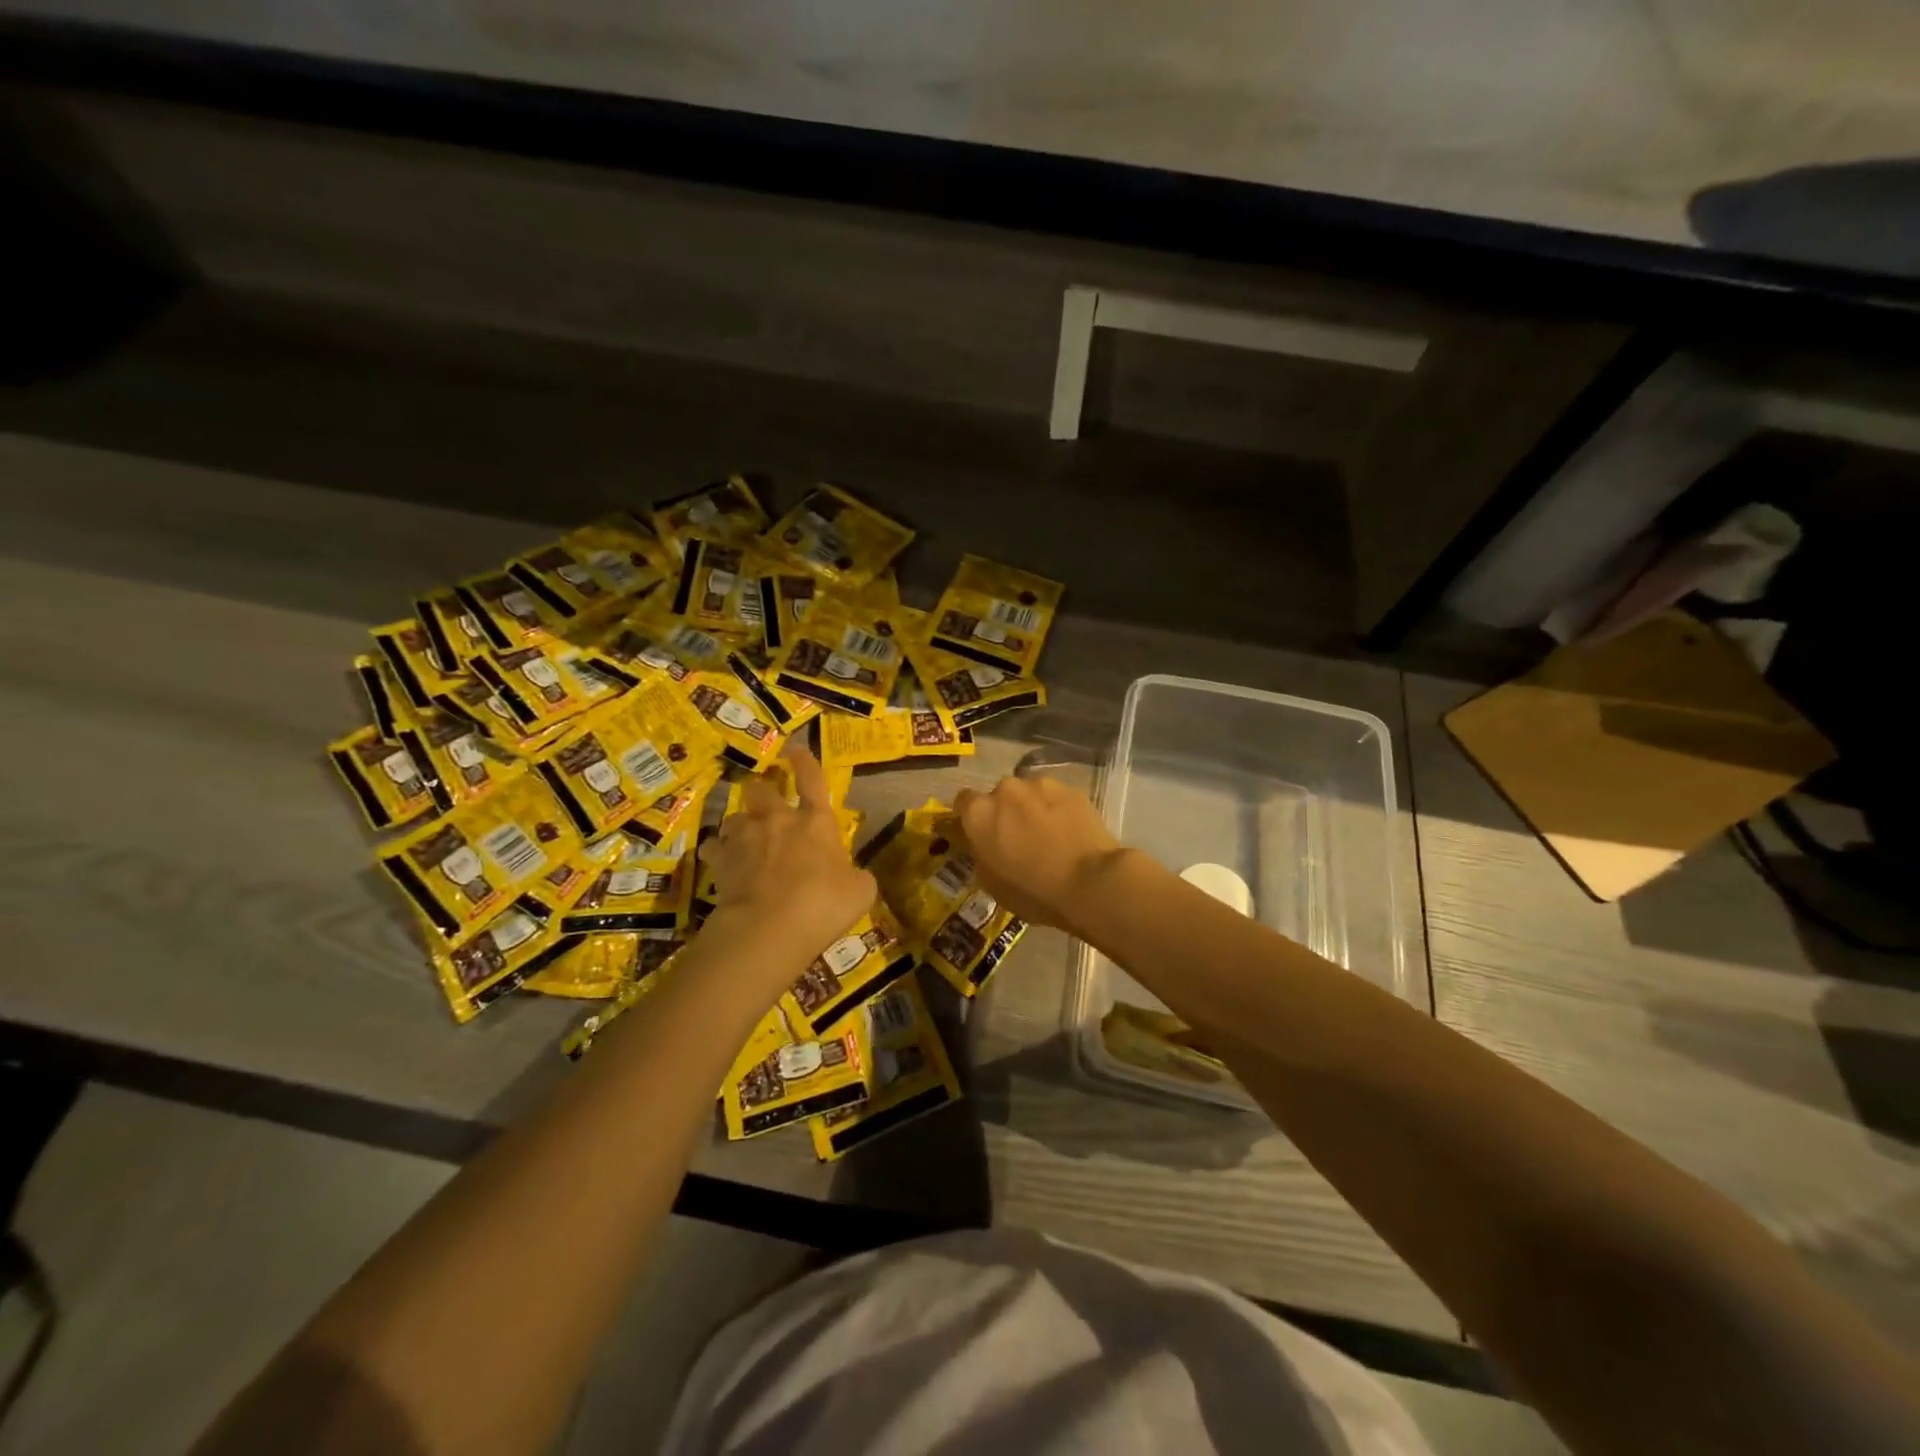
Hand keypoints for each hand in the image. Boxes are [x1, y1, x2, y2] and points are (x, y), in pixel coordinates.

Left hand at [700, 746, 875, 969]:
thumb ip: (856, 876)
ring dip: (739, 825)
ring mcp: (745, 839)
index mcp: (816, 821)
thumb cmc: (823, 904)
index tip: (795, 749)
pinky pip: (714, 848)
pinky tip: (721, 864)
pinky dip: (718, 854)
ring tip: (742, 837)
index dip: (804, 761)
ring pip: (734, 817)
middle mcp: (778, 820)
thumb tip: (853, 876)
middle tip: (763, 801)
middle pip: (761, 790)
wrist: (769, 927)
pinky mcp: (720, 862)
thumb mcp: (861, 891)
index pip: (812, 779)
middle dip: (761, 791)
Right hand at [953, 775, 1126, 933]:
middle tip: (1017, 839)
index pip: (963, 802)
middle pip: (999, 796)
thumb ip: (982, 856)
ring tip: (1048, 835)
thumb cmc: (1033, 891)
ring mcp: (1041, 785)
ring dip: (1032, 809)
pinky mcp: (1072, 789)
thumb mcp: (992, 884)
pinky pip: (1056, 798)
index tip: (980, 834)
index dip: (970, 817)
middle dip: (1005, 812)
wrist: (1090, 881)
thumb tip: (985, 847)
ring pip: (1029, 794)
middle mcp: (1006, 789)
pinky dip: (1058, 810)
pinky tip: (1069, 833)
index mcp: (979, 813)